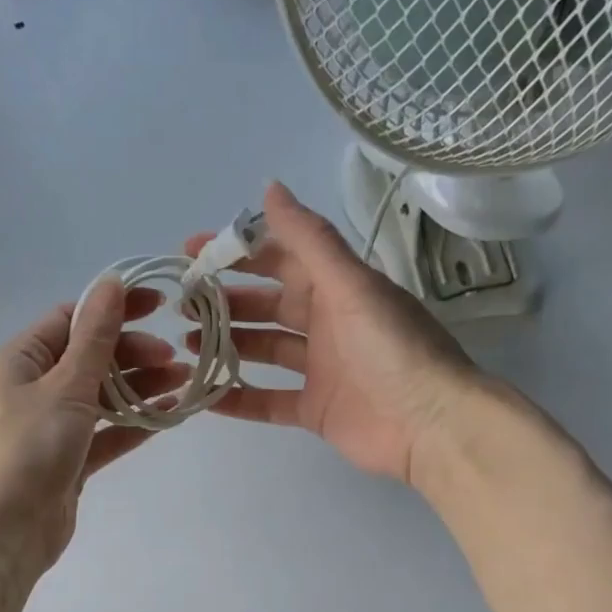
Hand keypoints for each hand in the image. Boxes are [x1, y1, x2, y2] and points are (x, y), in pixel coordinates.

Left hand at [0, 281, 185, 576]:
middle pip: (90, 357)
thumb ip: (95, 337)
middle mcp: (33, 387)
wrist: (8, 529)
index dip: (114, 309)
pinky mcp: (69, 459)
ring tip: (183, 381)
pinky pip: (105, 431)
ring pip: (102, 395)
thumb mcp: (66, 386)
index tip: (158, 305)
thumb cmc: (31, 448)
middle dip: (133, 353)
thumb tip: (111, 283)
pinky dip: (133, 423)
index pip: (71, 319)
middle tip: (173, 358)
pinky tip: (168, 414)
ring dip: (139, 386)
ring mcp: (52, 425)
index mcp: (21, 360)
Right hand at [182, 181, 480, 485]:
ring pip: (263, 350)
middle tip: (181, 304)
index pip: (280, 259)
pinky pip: (268, 401)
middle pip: (266, 306)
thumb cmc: (391, 347)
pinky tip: (204, 397)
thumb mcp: (349, 285)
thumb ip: (309, 239)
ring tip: (186, 345)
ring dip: (227, 346)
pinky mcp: (314, 409)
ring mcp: (320, 369)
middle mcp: (326, 323)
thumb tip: (270, 187)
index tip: (192, 251)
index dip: (238, 251)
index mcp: (337, 287)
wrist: (430, 424)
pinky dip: (238, 399)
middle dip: (225, 302)